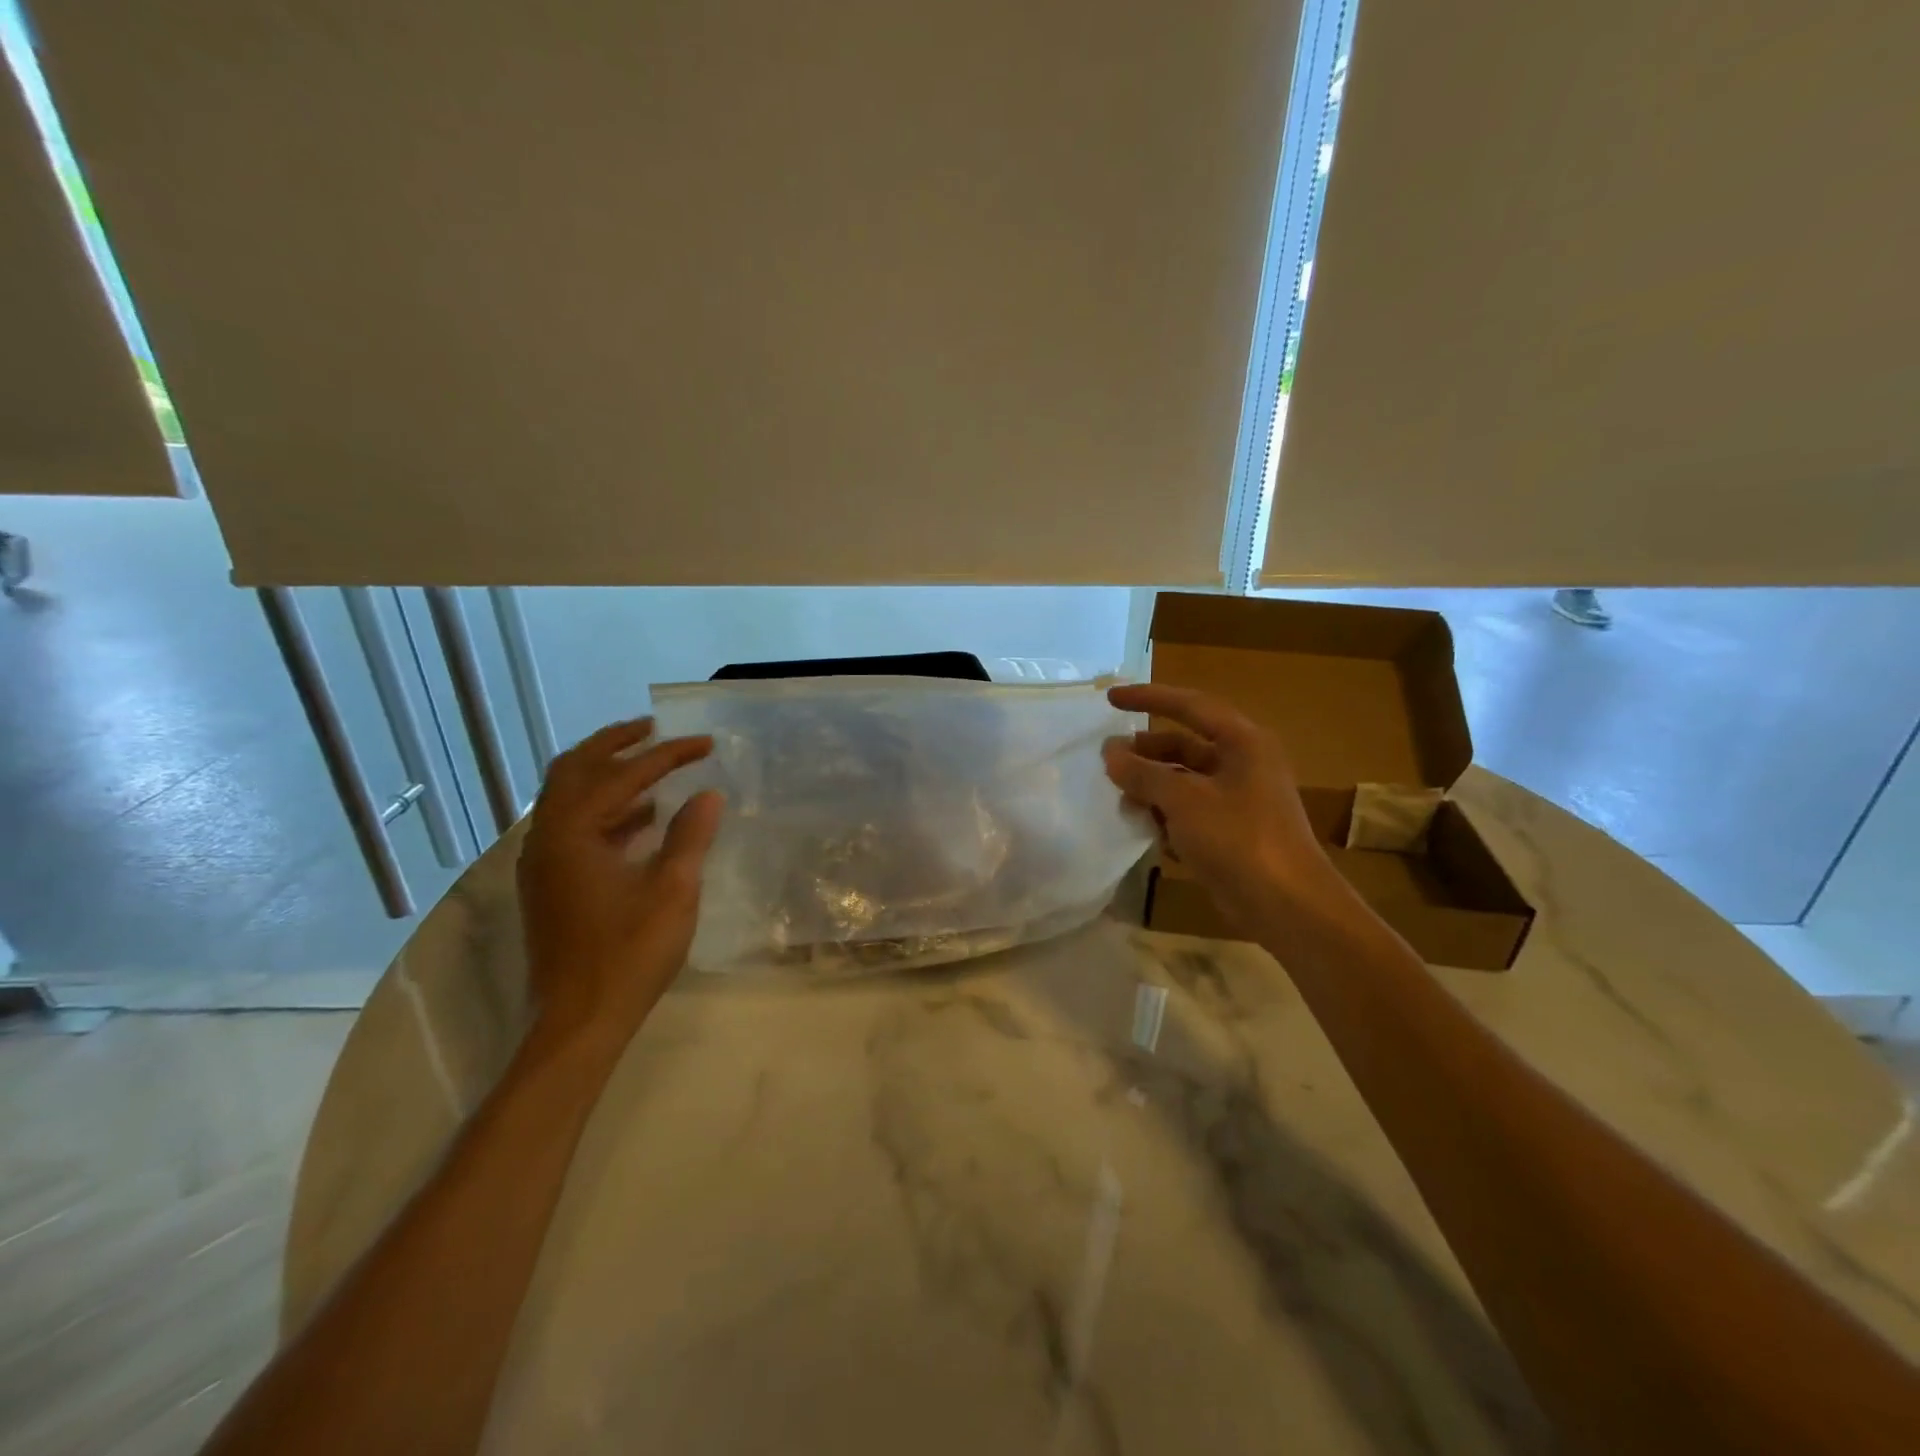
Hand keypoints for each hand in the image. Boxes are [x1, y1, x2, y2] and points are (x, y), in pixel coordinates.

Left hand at [516, 717, 722, 1041]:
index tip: (705, 743)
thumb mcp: (672, 891)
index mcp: (572, 833)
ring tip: (651, 766)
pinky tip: (642, 820)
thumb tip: (708, 794)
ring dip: (607, 775)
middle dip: (615, 743)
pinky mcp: (550, 884)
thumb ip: (690, 836)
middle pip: (574, 769)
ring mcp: (543, 862)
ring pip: (569, 797)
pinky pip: (574, 826)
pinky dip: (606, 810)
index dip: (668, 755)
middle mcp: (547, 838)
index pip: (623, 775)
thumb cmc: (629, 953)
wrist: (579, 1021)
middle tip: (654, 730)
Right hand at [1103, 683, 1332, 932]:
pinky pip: (1189, 811)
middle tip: (1107, 759)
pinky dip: (1165, 815)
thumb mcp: (1184, 800)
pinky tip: (1143, 829)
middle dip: (1145, 752)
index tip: (1110, 699)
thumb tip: (1110, 752)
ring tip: (1120, 798)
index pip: (1189, 706)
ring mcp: (1238, 799)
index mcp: (1242, 742)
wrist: (1286, 906)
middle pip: (1183, 745)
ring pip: (1183, 780)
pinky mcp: (1231, 831)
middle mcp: (1242, 763)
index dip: (1148, 698)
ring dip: (1151, 787)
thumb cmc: (1238, 840)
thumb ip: (1143, 773)